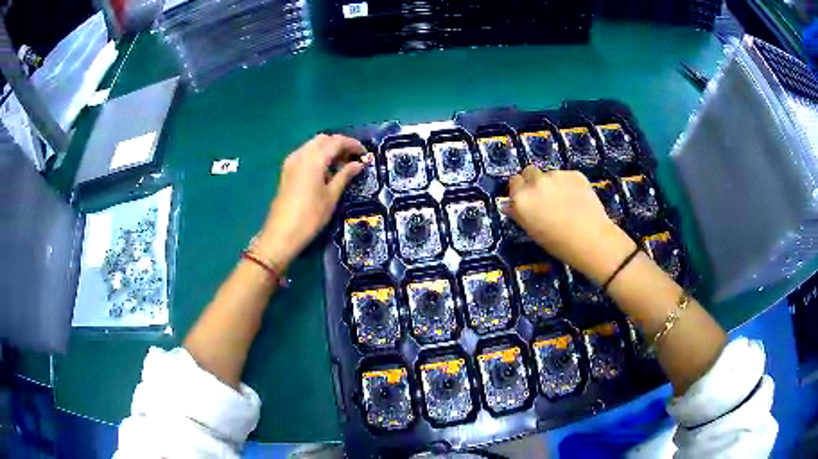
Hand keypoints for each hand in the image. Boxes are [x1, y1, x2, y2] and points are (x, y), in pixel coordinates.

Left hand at [255, 134, 365, 266]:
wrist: (282, 233)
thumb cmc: (310, 216)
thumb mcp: (331, 196)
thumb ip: (345, 175)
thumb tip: (359, 164)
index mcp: (314, 159)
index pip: (336, 141)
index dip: (353, 144)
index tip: (364, 153)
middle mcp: (301, 154)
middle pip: (323, 139)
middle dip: (339, 144)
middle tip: (352, 159)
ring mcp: (291, 161)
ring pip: (313, 145)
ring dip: (328, 150)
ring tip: (341, 166)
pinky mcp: (287, 170)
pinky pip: (305, 154)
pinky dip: (317, 156)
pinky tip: (325, 171)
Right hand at [506, 167, 635, 282]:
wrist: (591, 239)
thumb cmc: (558, 243)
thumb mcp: (532, 231)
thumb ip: (520, 213)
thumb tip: (511, 205)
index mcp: (522, 198)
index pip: (514, 182)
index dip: (520, 190)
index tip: (528, 199)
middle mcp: (536, 182)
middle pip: (529, 172)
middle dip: (534, 182)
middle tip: (544, 197)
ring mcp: (556, 175)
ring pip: (549, 174)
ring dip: (553, 183)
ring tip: (565, 201)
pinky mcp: (574, 173)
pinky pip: (566, 176)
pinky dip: (569, 184)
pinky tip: (577, 199)